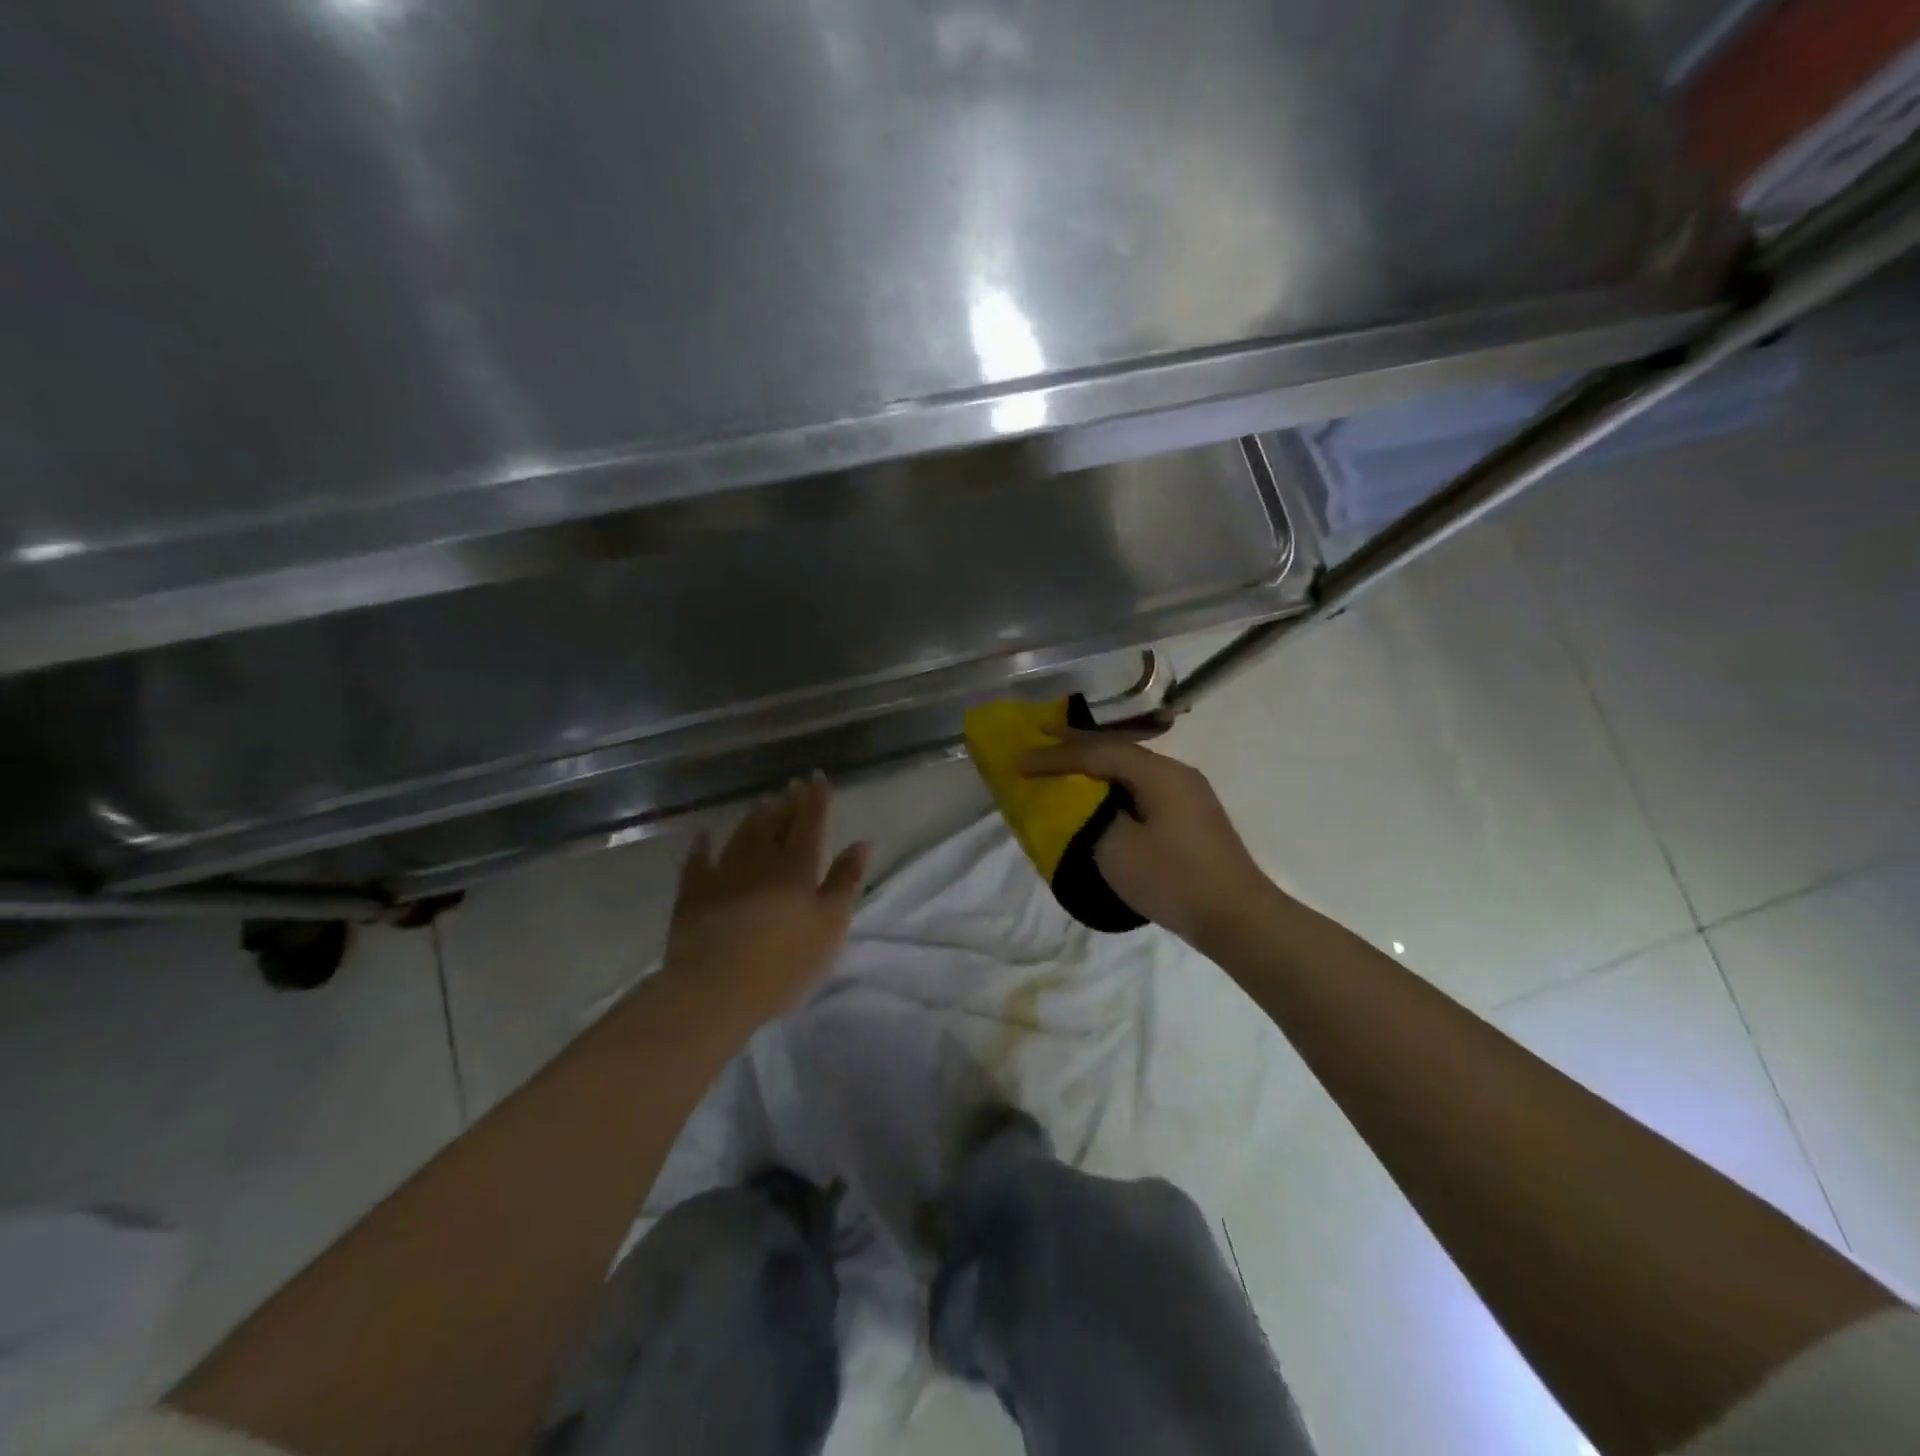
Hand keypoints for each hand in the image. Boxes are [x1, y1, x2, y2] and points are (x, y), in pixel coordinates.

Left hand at [660, 777, 869, 1028]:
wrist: (715, 989)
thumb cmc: (784, 962)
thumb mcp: (830, 926)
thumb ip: (845, 882)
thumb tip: (862, 842)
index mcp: (797, 868)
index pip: (810, 823)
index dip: (816, 800)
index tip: (818, 778)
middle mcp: (760, 860)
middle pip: (776, 824)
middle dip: (788, 802)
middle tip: (793, 784)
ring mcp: (723, 874)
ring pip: (741, 836)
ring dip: (753, 817)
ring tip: (762, 802)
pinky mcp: (693, 894)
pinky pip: (698, 862)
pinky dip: (702, 846)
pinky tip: (703, 836)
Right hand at [1021, 733, 1270, 946]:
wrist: (1238, 918)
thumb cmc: (1174, 879)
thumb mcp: (1118, 850)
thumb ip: (1093, 817)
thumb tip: (1090, 805)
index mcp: (1158, 774)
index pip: (1097, 753)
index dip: (1056, 756)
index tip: (1020, 762)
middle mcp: (1176, 773)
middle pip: (1118, 749)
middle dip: (1077, 743)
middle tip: (1040, 734)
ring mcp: (1188, 794)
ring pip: (1131, 768)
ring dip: (1096, 763)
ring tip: (1065, 761)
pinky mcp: (1191, 816)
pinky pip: (1142, 787)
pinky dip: (1114, 784)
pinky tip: (1102, 793)